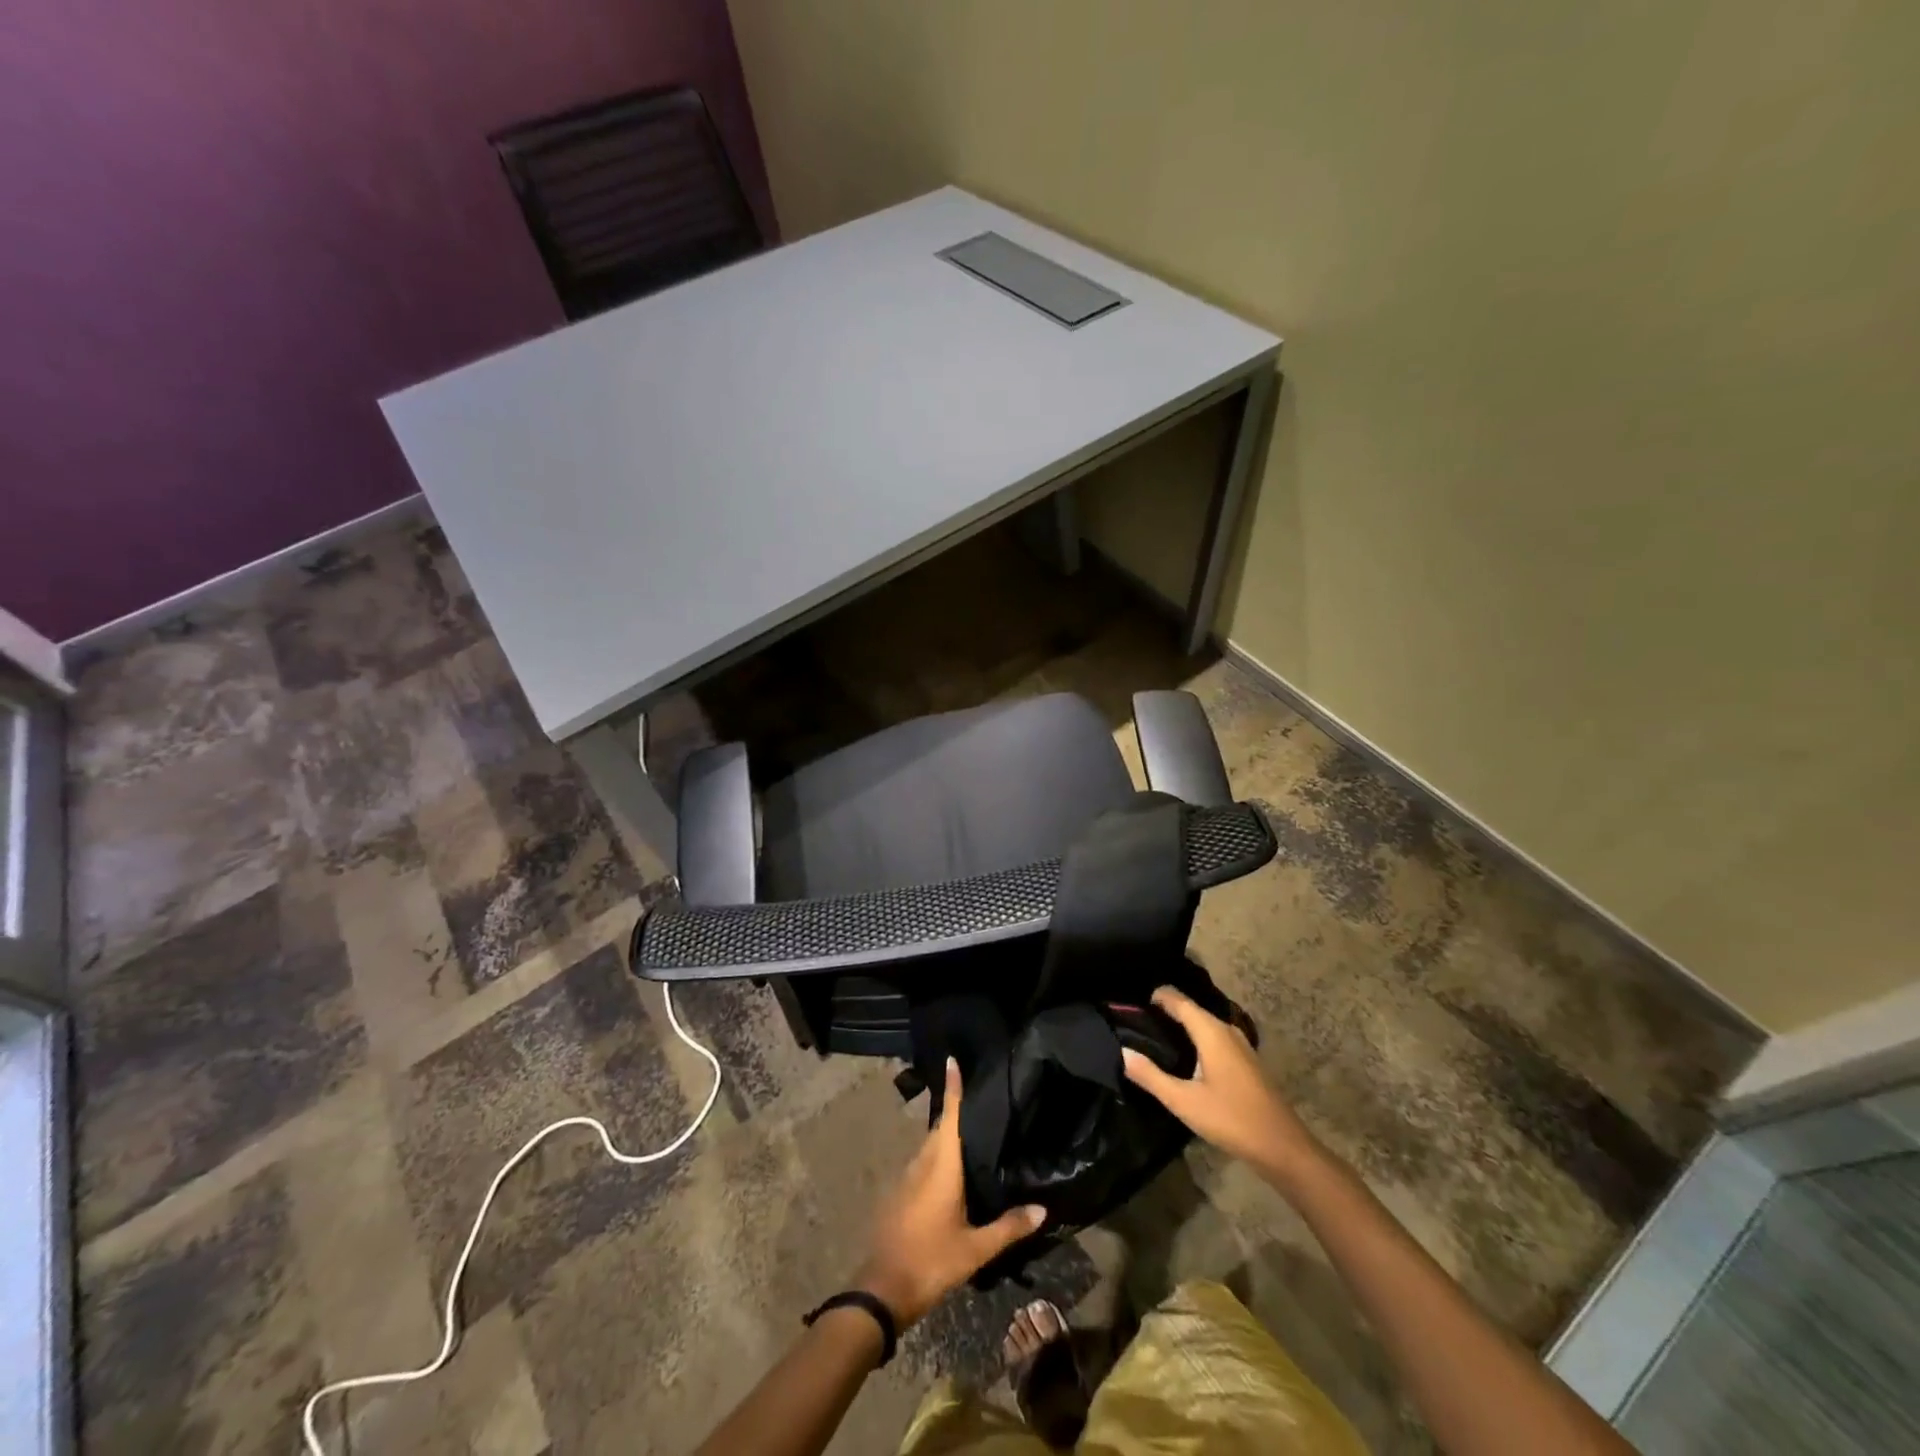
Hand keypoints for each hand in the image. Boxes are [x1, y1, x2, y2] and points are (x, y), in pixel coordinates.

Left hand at [856, 1059, 1045, 1327]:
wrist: (882, 1289)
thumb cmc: (932, 1260)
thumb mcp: (976, 1249)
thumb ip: (1009, 1227)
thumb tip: (1043, 1209)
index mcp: (941, 1164)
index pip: (949, 1114)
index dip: (952, 1086)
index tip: (953, 1059)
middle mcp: (922, 1161)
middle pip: (941, 1127)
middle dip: (956, 1111)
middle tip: (982, 1102)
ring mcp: (907, 1176)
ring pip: (931, 1146)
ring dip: (948, 1137)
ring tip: (974, 1136)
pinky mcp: (899, 1192)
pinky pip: (923, 1163)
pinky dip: (938, 1157)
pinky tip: (953, 1172)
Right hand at [1122, 986, 1321, 1183]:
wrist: (1282, 1147)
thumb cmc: (1231, 1119)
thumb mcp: (1184, 1101)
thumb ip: (1151, 1076)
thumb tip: (1122, 1052)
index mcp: (1211, 1032)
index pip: (1178, 1000)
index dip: (1156, 996)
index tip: (1131, 1002)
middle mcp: (1226, 1030)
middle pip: (1191, 1010)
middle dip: (1165, 1011)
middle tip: (1136, 1020)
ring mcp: (1240, 1045)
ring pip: (1204, 1025)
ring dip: (1181, 1026)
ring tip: (1154, 1036)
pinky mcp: (1245, 1061)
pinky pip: (1214, 1037)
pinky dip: (1195, 1039)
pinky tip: (1184, 1057)